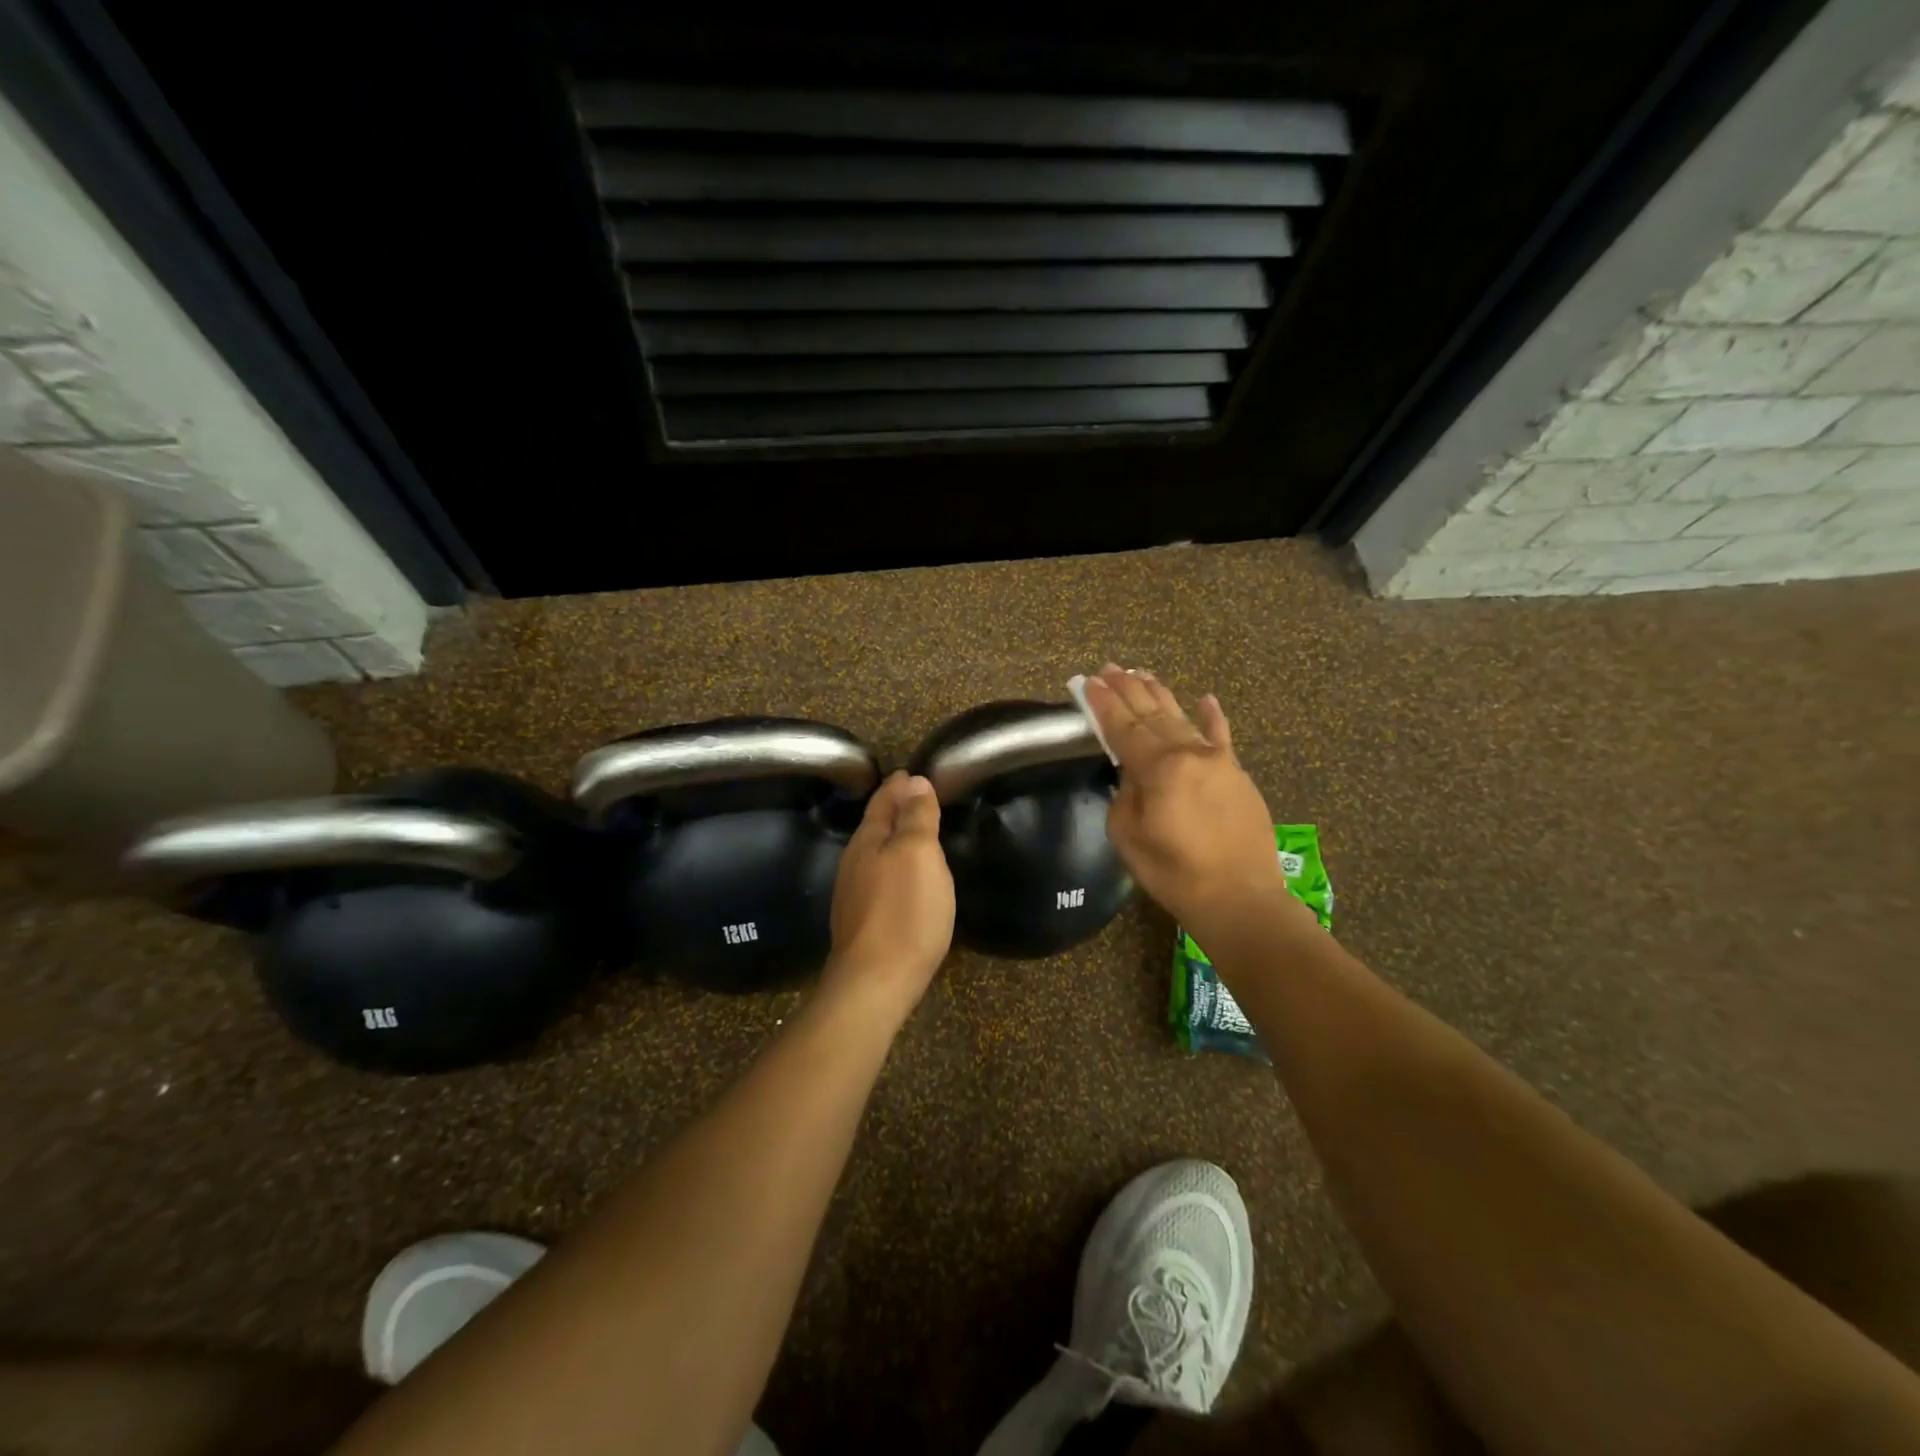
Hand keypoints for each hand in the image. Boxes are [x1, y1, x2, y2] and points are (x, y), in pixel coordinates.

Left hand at [822, 771, 955, 1016]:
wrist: (875, 982)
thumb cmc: (904, 912)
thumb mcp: (919, 854)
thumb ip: (917, 817)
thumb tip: (914, 781)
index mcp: (868, 841)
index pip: (882, 802)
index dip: (898, 787)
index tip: (910, 773)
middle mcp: (855, 863)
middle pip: (875, 827)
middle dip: (894, 810)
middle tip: (915, 796)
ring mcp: (854, 895)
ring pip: (875, 854)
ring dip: (893, 839)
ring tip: (914, 833)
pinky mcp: (862, 922)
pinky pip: (879, 879)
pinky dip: (893, 866)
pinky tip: (905, 878)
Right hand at [1084, 665, 1309, 934]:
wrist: (1239, 898)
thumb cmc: (1173, 873)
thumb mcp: (1128, 836)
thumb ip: (1125, 794)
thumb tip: (1133, 774)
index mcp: (1158, 768)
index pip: (1122, 728)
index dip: (1103, 704)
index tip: (1088, 681)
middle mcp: (1188, 753)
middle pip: (1151, 714)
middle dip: (1127, 689)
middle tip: (1109, 668)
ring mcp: (1217, 761)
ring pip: (1182, 718)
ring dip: (1160, 694)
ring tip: (1141, 673)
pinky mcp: (1237, 775)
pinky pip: (1223, 737)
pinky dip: (1213, 717)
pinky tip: (1206, 698)